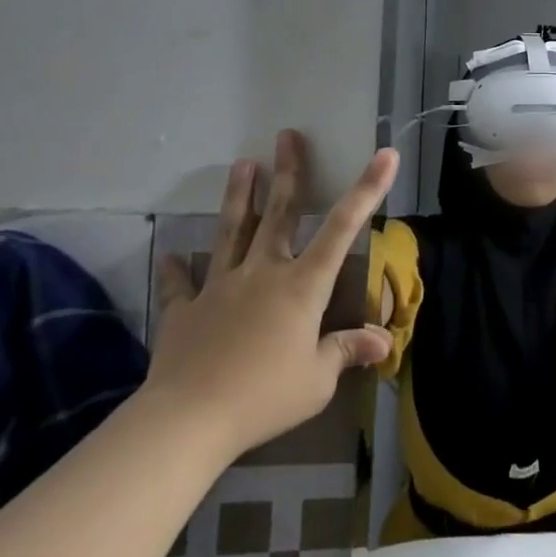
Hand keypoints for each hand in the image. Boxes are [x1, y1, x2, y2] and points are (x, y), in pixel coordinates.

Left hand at [144, 130, 394, 461]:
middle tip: (288, 136)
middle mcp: (263, 274)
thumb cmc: (265, 395)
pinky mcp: (185, 311)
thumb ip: (346, 350)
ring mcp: (220, 288)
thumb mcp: (318, 378)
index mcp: (302, 286)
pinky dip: (178, 269)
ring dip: (239, 197)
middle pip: (278, 214)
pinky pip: (181, 284)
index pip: (342, 228)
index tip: (384, 155)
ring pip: (232, 233)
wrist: (187, 420)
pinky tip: (172, 253)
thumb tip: (381, 341)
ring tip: (242, 164)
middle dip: (288, 172)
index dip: (367, 189)